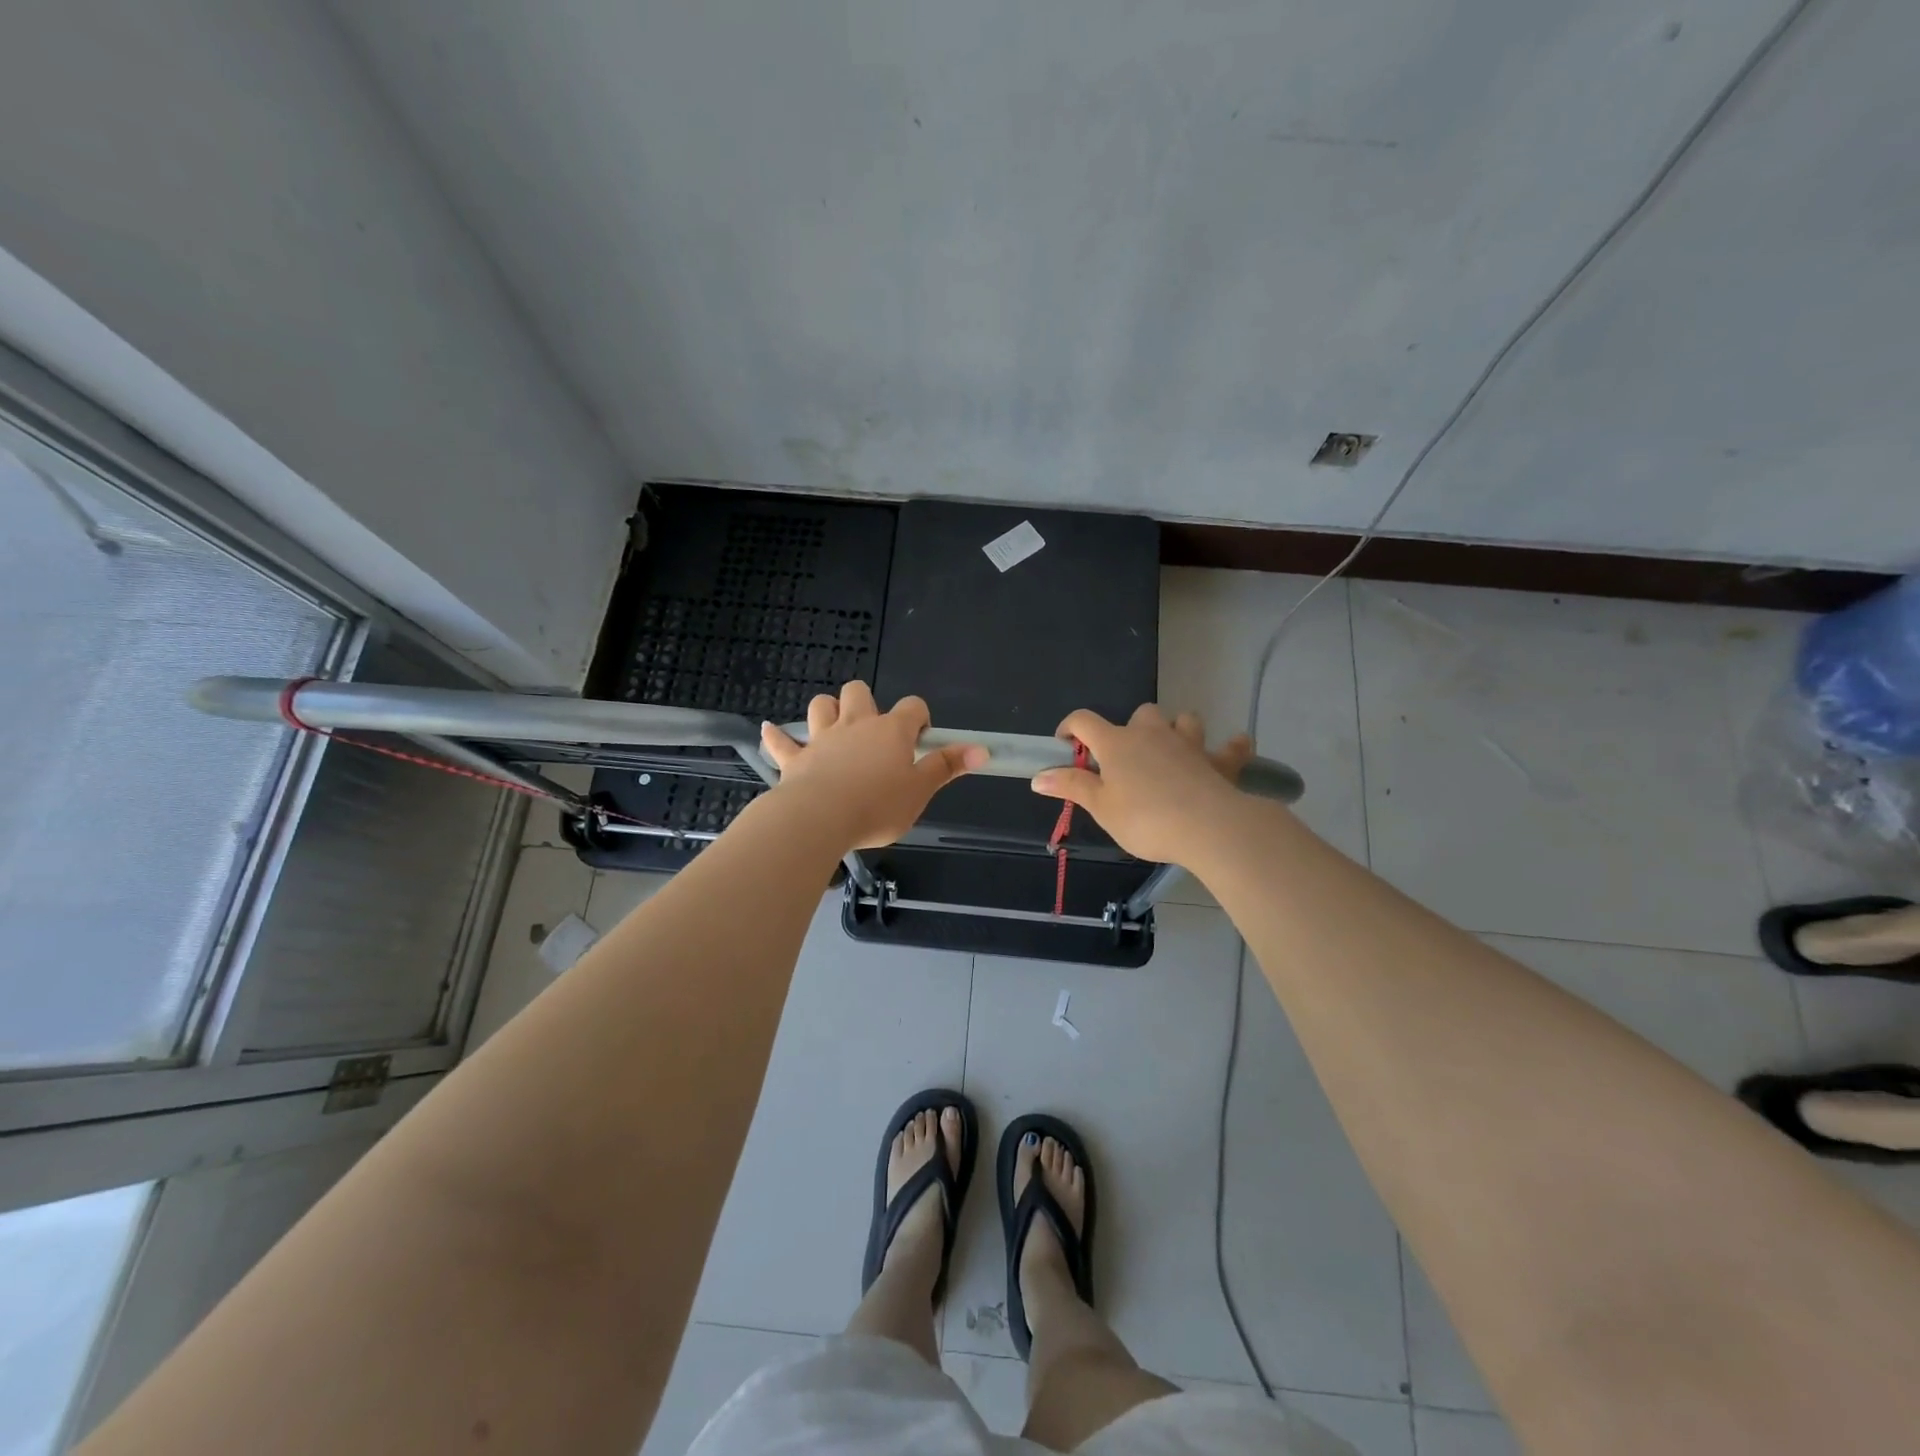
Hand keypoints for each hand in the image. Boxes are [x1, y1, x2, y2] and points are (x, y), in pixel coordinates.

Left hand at [760, 681, 987, 849]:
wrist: (820, 819)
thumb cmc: (878, 806)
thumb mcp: (920, 791)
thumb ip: (948, 767)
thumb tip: (982, 749)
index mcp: (891, 731)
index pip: (912, 707)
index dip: (919, 717)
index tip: (920, 738)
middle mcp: (856, 725)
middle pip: (858, 692)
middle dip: (865, 703)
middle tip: (873, 733)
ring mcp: (822, 739)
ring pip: (821, 706)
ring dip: (827, 712)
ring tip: (833, 728)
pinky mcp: (795, 759)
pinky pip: (782, 741)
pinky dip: (777, 737)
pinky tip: (770, 731)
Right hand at [1030, 704, 1253, 864]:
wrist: (1208, 827)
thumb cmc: (1145, 818)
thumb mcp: (1101, 808)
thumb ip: (1072, 787)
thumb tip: (1038, 777)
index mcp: (1117, 743)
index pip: (1084, 721)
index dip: (1070, 728)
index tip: (1065, 745)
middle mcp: (1152, 733)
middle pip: (1139, 714)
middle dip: (1131, 730)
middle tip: (1127, 761)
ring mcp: (1189, 743)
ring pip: (1184, 720)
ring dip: (1177, 730)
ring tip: (1172, 751)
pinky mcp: (1220, 761)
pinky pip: (1230, 746)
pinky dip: (1230, 747)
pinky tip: (1232, 748)